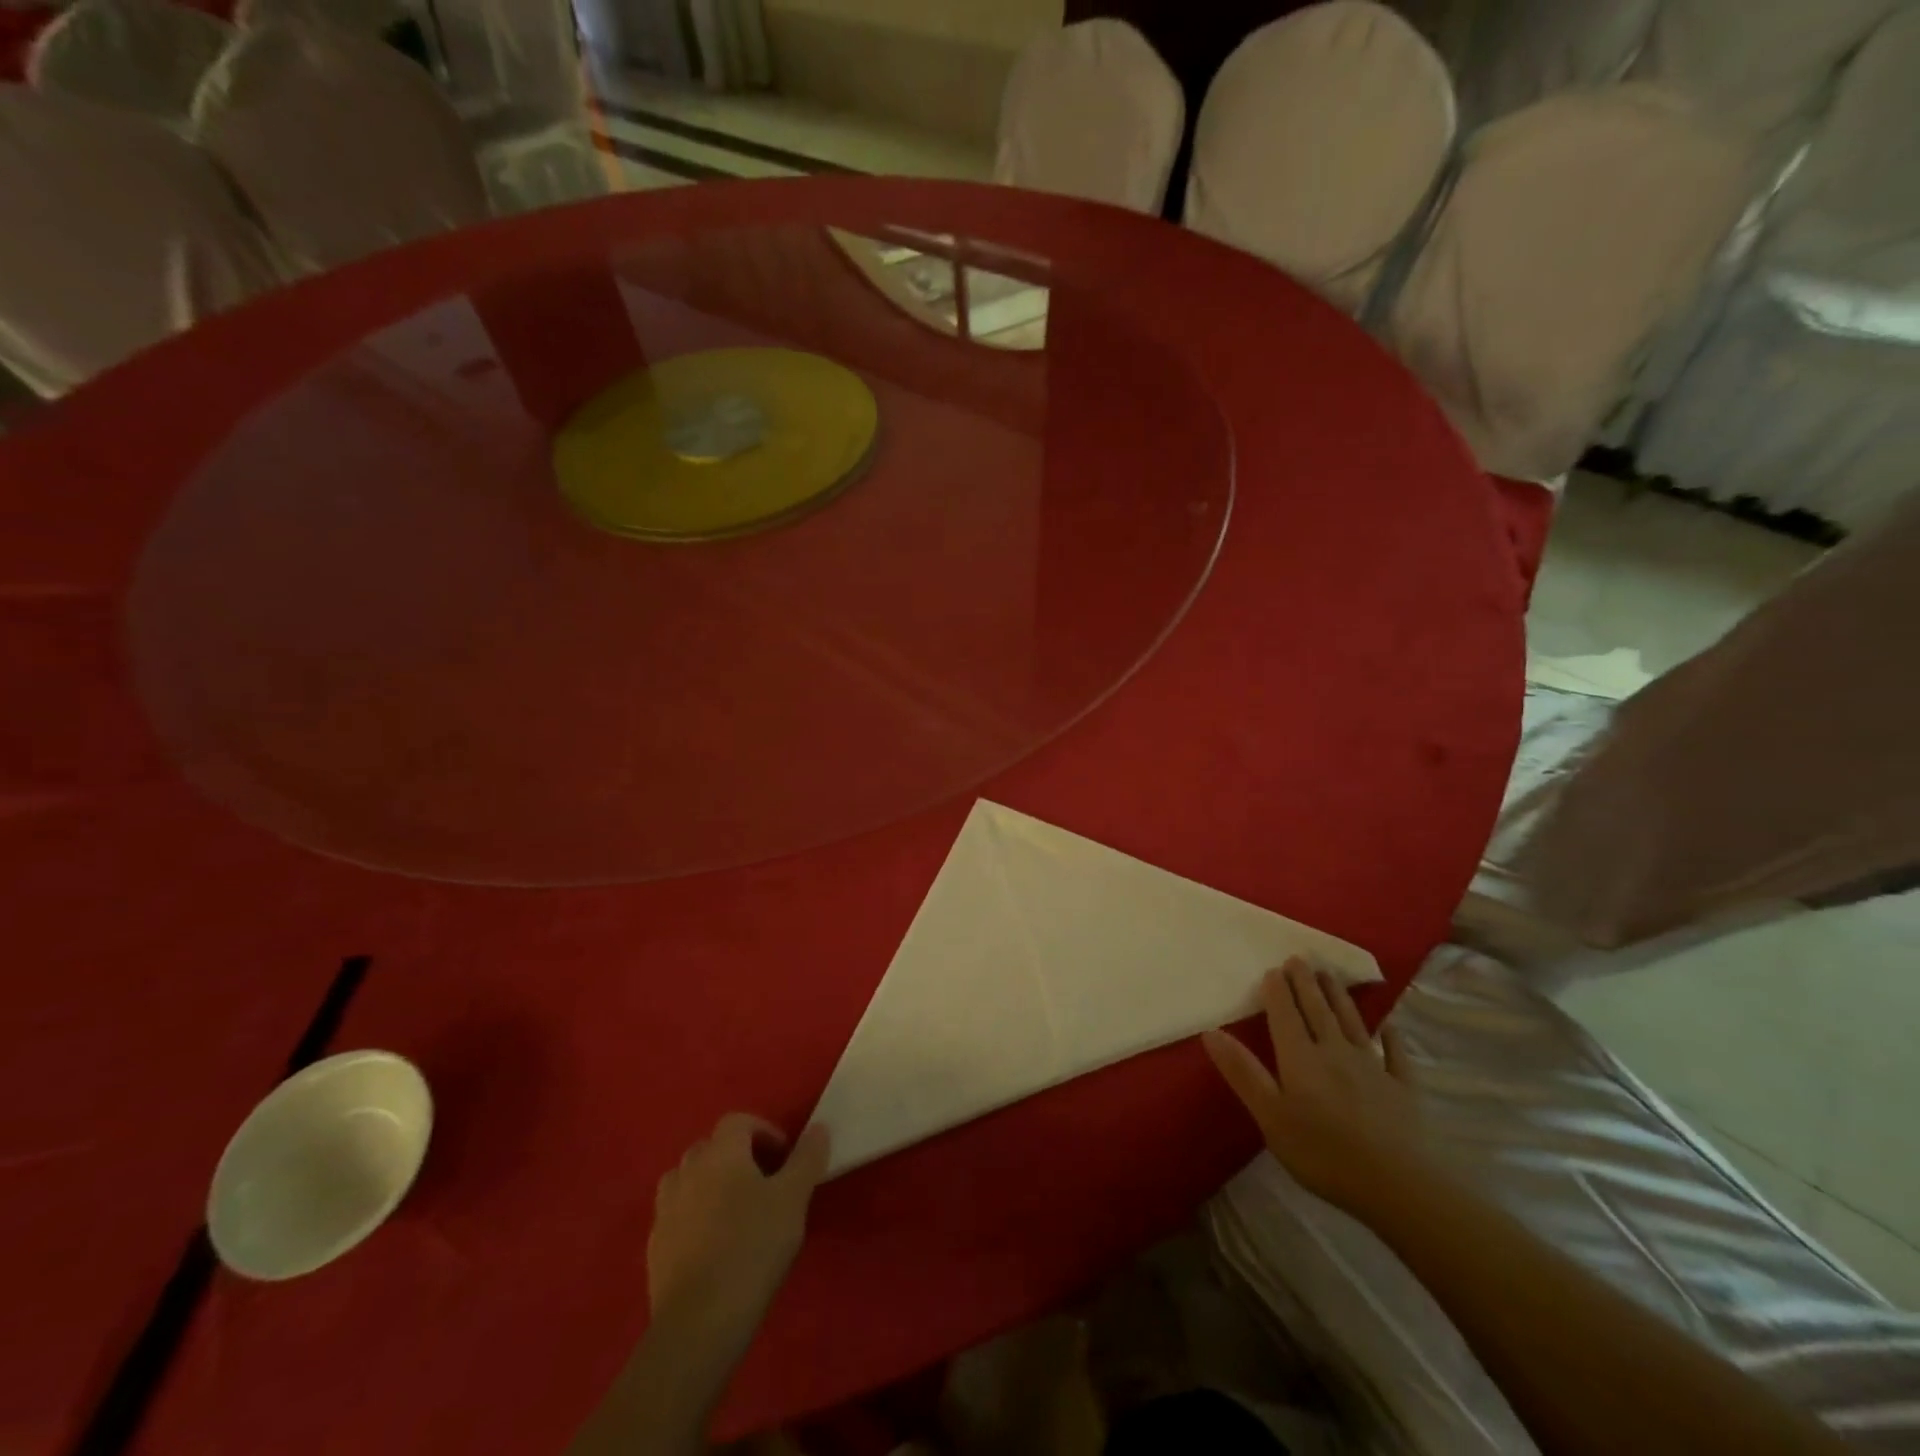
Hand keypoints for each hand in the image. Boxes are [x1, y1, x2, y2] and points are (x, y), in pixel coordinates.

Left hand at [646, 1114, 829, 1355]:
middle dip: (737, 1157)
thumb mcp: (793, 1199)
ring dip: (711, 1185)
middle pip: (711, 1147)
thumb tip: (819, 1128)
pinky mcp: (655, 1247)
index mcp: (720, 1153)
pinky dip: (694, 1218)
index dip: (763, 1131)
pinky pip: (676, 1216)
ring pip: (688, 1180)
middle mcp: (687, 1171)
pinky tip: (714, 1246)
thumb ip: (807, 1158)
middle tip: (765, 1183)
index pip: (738, 1121)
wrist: (698, 1323)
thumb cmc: (752, 1248)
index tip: (784, 1157)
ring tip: (736, 1211)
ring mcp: (665, 1209)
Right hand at [1203, 959, 1424, 1215]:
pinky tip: (1389, 1027)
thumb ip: (1243, 1072)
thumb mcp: (1270, 1116)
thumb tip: (1211, 1032)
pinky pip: (1395, 1055)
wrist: (1399, 1186)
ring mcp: (1373, 1068)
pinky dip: (1391, 1038)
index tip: (1273, 969)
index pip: (1286, 1015)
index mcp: (1301, 1058)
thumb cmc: (1324, 1153)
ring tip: (1330, 975)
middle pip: (1318, 1011)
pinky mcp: (1404, 1089)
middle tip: (1299, 959)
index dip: (1278, 991)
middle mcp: (1335, 1052)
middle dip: (1306, 983)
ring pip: (1352, 1023)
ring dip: (1339, 997)